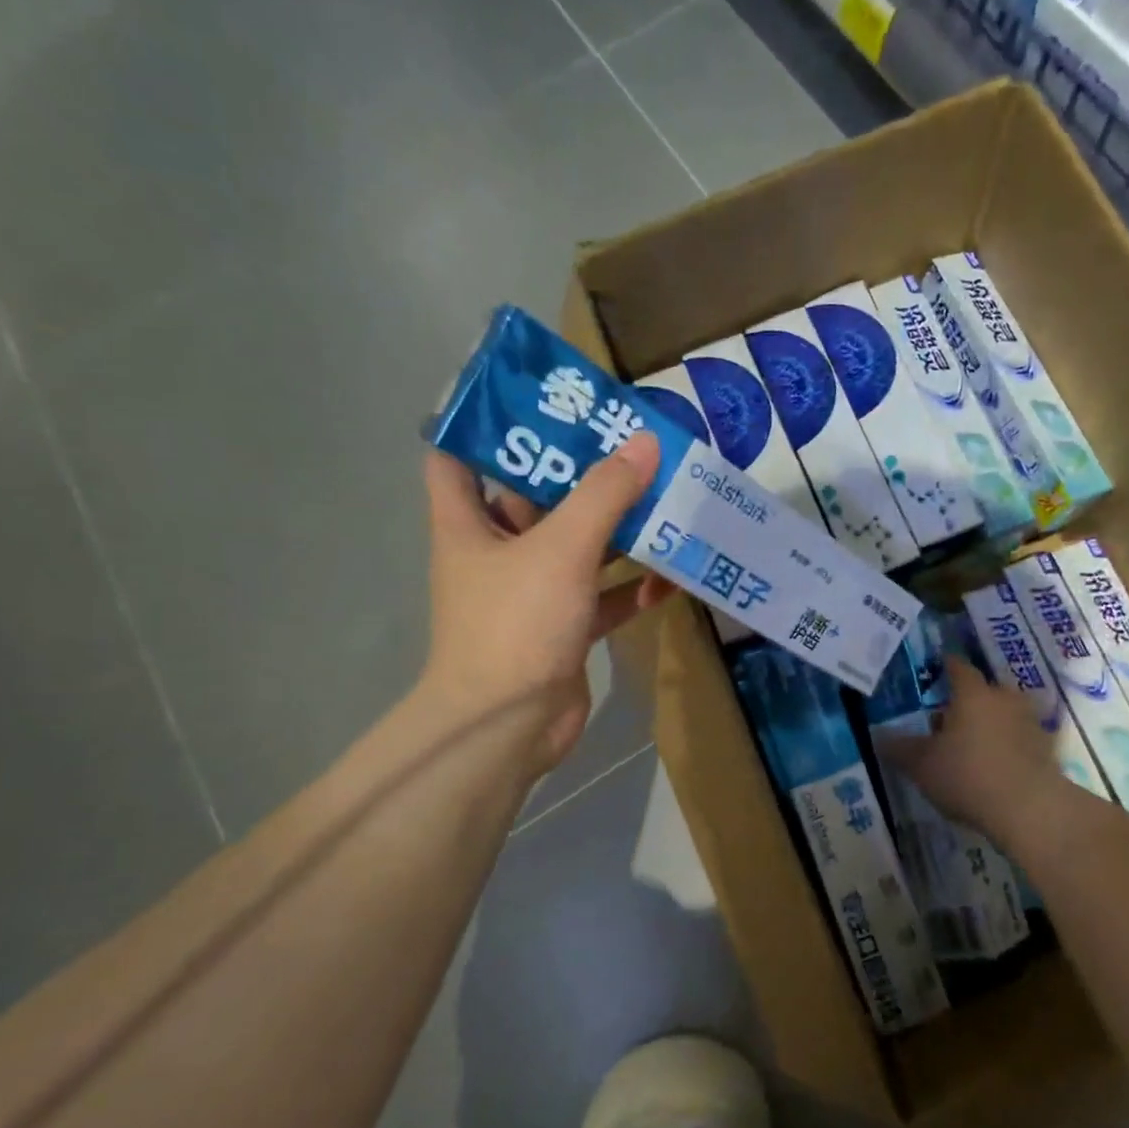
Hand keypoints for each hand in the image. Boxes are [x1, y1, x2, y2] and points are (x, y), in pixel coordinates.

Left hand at [416, 436, 670, 774]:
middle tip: (628, 440)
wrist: (509, 726)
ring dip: (616, 530)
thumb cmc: (516, 624)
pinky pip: (603, 597)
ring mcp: (534, 593)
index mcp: (470, 524)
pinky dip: (632, 587)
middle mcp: (498, 553)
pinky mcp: (566, 629)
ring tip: (663, 495)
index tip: (534, 401)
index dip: (485, 426)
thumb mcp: (561, 549)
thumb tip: (644, 442)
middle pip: (535, 498)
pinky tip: (671, 575)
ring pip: (578, 548)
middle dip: (578, 473)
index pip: (456, 457)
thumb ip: (605, 495)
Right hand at [879, 657, 1069, 847]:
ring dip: (988, 722)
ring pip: (1003, 713)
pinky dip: (1007, 744)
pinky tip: (994, 765)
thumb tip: (878, 737)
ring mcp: (1030, 722)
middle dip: (966, 700)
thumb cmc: (968, 776)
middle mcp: (1004, 699)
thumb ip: (900, 749)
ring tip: (970, 744)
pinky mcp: (1046, 748)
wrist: (1030, 809)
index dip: (946, 665)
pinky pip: (1019, 738)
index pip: (958, 667)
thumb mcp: (922, 765)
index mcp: (972, 694)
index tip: (937, 666)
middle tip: (946, 717)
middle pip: (983, 690)